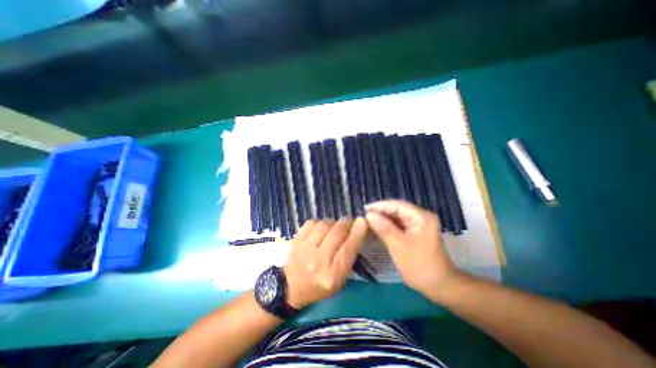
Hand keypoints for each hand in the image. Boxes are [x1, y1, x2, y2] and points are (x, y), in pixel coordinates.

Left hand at [285, 219, 367, 308]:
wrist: (292, 286)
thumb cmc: (320, 285)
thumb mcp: (340, 279)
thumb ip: (349, 256)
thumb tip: (356, 230)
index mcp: (332, 275)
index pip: (348, 249)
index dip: (357, 232)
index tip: (362, 221)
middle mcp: (318, 261)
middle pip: (336, 233)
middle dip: (346, 222)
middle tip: (350, 220)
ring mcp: (304, 249)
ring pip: (324, 225)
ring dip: (333, 222)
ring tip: (335, 225)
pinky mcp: (296, 241)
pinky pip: (312, 223)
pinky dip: (319, 222)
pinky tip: (321, 228)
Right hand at [364, 201, 460, 298]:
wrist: (439, 286)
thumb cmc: (419, 265)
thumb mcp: (398, 246)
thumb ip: (383, 228)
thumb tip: (368, 214)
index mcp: (421, 217)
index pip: (397, 205)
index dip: (379, 205)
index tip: (364, 208)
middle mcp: (421, 216)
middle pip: (397, 209)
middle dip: (380, 212)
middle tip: (363, 215)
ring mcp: (418, 224)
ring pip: (396, 217)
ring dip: (383, 218)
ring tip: (367, 220)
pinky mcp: (415, 232)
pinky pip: (398, 225)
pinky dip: (387, 225)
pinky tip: (377, 227)